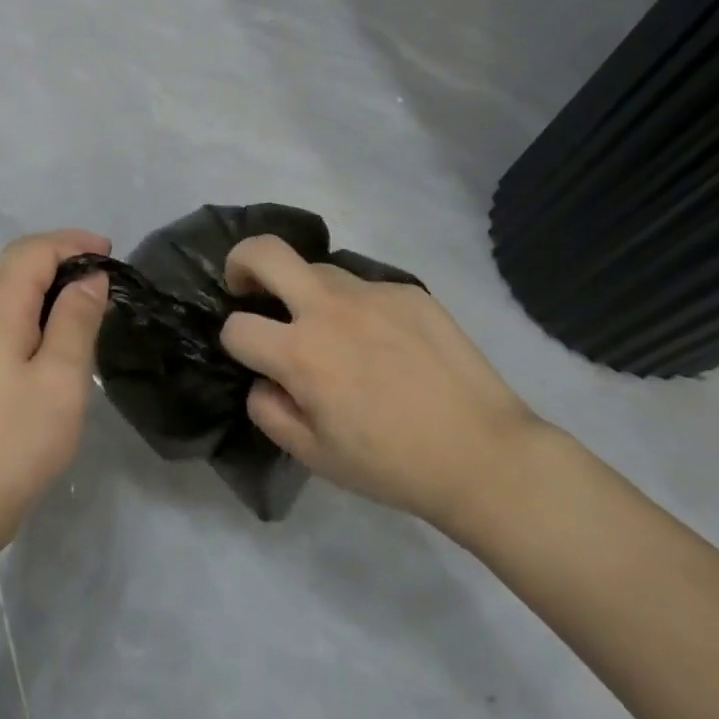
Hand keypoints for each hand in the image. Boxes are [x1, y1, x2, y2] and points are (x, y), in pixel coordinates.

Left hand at [0, 230, 110, 567]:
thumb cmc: (11, 441)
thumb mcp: (60, 378)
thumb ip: (76, 321)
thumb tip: (89, 278)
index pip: (35, 250)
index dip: (73, 242)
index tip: (111, 252)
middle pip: (16, 263)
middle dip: (60, 255)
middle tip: (101, 270)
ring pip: (7, 290)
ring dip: (46, 283)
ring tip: (85, 299)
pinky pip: (2, 317)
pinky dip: (33, 309)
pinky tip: (53, 337)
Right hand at [220, 235, 540, 537]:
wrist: (484, 455)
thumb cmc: (393, 465)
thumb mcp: (315, 457)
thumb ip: (270, 411)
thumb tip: (263, 379)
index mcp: (302, 354)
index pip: (237, 327)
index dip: (234, 342)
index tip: (251, 357)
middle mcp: (329, 309)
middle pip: (264, 253)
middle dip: (241, 262)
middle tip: (247, 287)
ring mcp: (372, 293)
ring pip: (317, 269)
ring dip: (306, 292)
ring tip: (332, 331)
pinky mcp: (408, 291)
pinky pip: (366, 289)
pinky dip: (359, 309)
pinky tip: (387, 345)